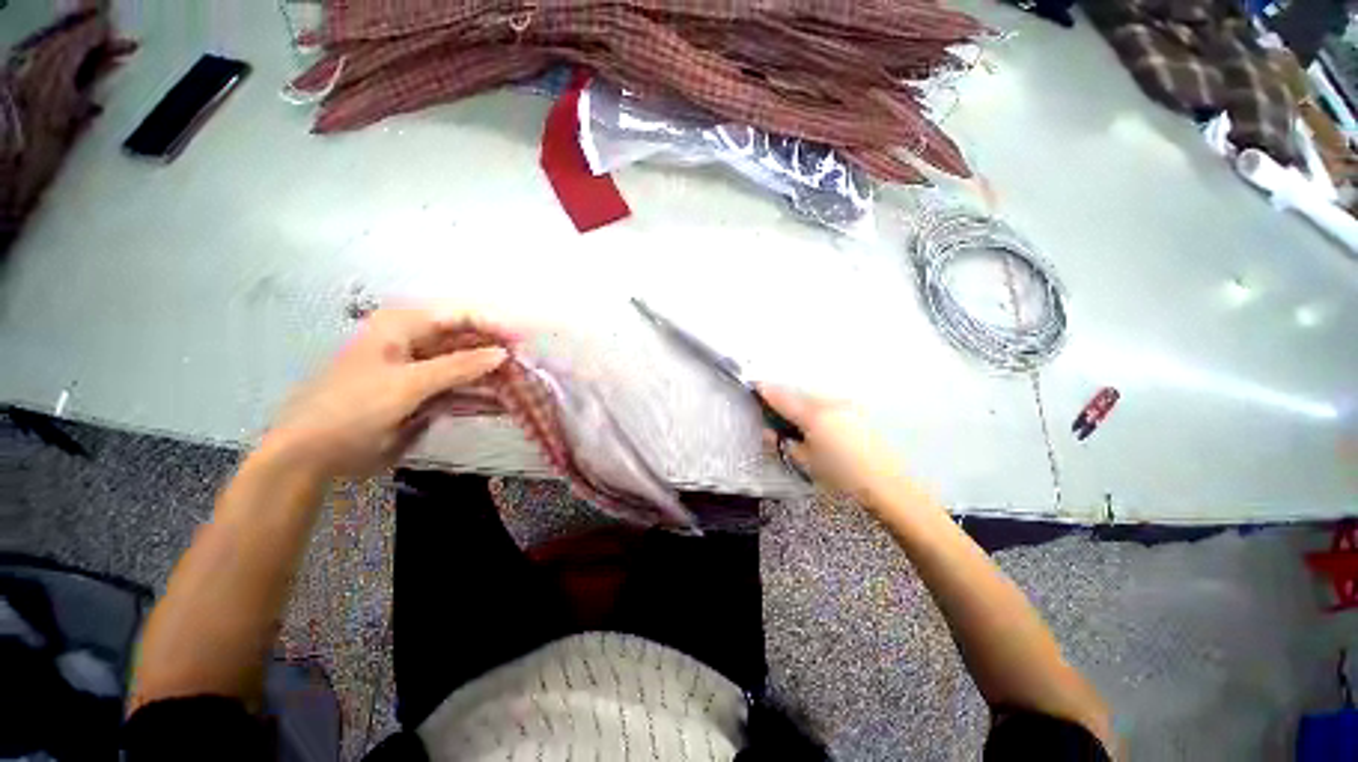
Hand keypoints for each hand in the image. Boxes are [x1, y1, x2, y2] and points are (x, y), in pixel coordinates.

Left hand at [262, 307, 513, 478]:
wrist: (314, 454)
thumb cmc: (352, 407)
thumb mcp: (407, 384)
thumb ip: (458, 366)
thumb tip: (503, 354)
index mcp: (404, 327)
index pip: (460, 317)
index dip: (493, 327)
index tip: (523, 345)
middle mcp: (416, 344)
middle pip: (468, 342)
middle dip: (497, 355)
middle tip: (530, 370)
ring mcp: (422, 372)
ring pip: (468, 368)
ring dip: (494, 379)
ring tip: (525, 389)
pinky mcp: (425, 396)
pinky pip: (460, 392)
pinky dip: (480, 399)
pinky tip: (504, 407)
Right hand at [757, 384, 908, 507]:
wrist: (887, 484)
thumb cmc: (842, 476)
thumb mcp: (806, 463)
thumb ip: (783, 443)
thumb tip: (768, 432)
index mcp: (814, 416)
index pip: (783, 399)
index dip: (766, 391)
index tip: (754, 385)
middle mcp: (829, 404)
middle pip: (798, 395)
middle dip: (783, 399)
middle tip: (773, 410)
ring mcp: (845, 405)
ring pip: (813, 398)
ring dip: (801, 403)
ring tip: (795, 420)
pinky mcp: (856, 411)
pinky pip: (827, 403)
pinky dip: (816, 408)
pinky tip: (817, 424)